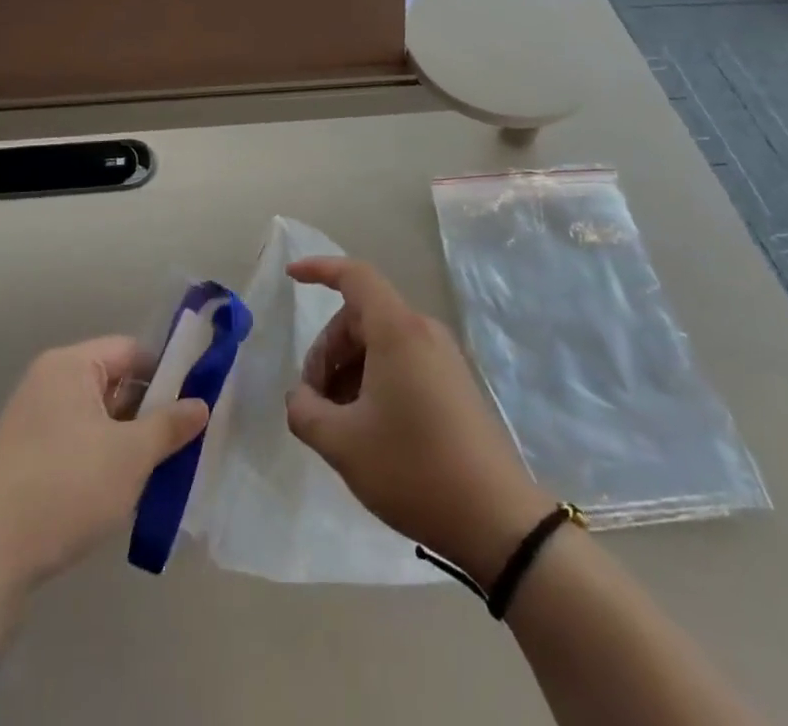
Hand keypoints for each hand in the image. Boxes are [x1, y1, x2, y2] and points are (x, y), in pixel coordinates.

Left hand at [0, 337, 207, 589]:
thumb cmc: (66, 490)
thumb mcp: (131, 456)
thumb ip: (170, 425)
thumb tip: (201, 404)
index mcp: (70, 365)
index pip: (131, 351)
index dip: (166, 374)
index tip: (191, 407)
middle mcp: (46, 380)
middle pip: (113, 381)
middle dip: (146, 410)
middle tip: (176, 442)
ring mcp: (29, 417)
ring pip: (94, 414)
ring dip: (124, 437)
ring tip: (152, 469)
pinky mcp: (21, 453)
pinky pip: (73, 438)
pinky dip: (97, 454)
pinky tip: (114, 488)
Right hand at [286, 257, 552, 586]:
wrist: (497, 519)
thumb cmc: (413, 469)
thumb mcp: (343, 444)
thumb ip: (305, 411)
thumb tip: (300, 397)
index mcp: (397, 330)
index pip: (354, 276)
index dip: (320, 269)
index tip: (291, 277)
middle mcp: (422, 331)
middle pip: (361, 316)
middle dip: (328, 350)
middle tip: (313, 400)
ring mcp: (443, 357)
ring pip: (380, 342)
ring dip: (349, 370)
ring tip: (338, 421)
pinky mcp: (454, 383)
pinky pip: (402, 361)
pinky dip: (374, 380)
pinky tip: (367, 427)